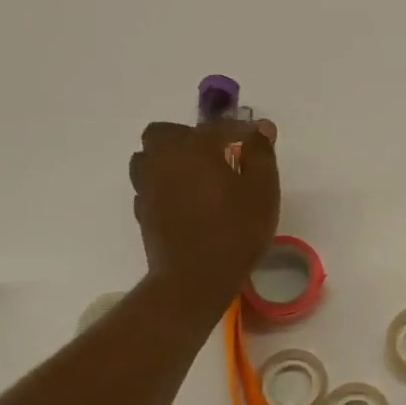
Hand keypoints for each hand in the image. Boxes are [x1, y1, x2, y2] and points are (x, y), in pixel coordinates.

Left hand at [130, 118, 279, 316]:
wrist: (195, 277)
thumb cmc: (237, 230)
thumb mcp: (262, 190)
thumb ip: (261, 154)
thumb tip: (261, 127)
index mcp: (196, 148)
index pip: (219, 127)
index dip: (241, 130)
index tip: (258, 138)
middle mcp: (165, 158)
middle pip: (166, 132)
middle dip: (189, 136)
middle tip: (215, 154)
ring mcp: (148, 185)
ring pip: (149, 156)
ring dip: (169, 158)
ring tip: (194, 175)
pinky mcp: (142, 210)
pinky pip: (149, 184)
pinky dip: (164, 183)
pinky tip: (184, 199)